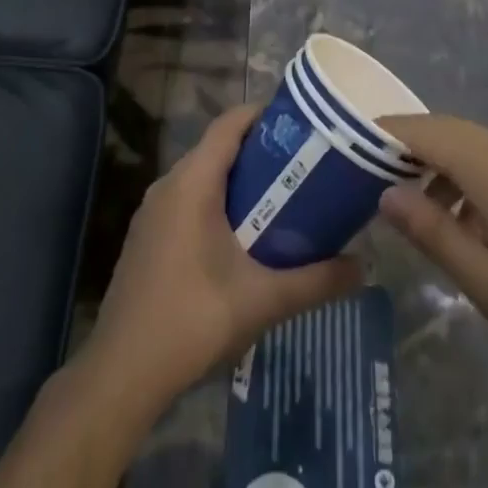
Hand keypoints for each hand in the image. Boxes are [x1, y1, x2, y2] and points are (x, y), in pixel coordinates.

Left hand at [86, 105, 363, 411]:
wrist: (123, 372)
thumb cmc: (193, 320)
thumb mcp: (265, 300)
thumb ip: (317, 280)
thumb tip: (364, 267)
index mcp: (192, 184)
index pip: (229, 124)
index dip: (265, 114)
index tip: (303, 122)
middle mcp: (168, 186)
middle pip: (218, 148)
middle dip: (261, 150)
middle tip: (305, 163)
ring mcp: (153, 213)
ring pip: (202, 177)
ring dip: (240, 180)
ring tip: (284, 195)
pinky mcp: (148, 238)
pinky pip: (188, 201)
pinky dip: (218, 202)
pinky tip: (245, 235)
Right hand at [378, 115, 487, 374]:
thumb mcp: (486, 281)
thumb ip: (433, 233)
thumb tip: (385, 196)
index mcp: (486, 166)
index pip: (421, 130)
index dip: (381, 133)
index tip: (343, 146)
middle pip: (442, 131)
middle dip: (401, 148)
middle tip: (361, 177)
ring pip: (466, 145)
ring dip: (431, 165)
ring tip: (404, 206)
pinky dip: (459, 178)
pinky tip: (457, 221)